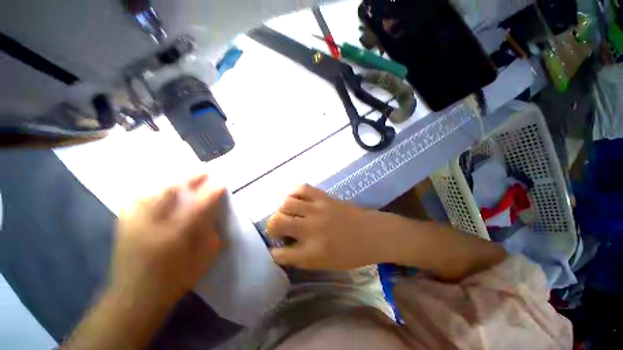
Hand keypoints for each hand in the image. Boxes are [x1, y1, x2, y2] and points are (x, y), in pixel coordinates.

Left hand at [110, 173, 225, 305]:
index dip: (211, 192)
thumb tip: (213, 217)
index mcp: (174, 236)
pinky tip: (156, 187)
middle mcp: (151, 225)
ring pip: (152, 191)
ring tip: (184, 175)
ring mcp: (134, 223)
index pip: (197, 206)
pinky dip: (148, 189)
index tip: (221, 183)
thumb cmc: (172, 282)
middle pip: (170, 192)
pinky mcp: (124, 225)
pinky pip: (134, 199)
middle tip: (204, 170)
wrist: (133, 298)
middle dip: (190, 177)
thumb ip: (211, 237)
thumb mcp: (201, 262)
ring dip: (171, 180)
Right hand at [266, 184, 390, 270]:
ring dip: (282, 210)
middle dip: (272, 227)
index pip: (280, 254)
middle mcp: (310, 229)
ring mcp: (317, 209)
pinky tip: (297, 200)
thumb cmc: (350, 253)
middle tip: (280, 229)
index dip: (275, 252)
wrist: (372, 233)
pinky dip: (294, 194)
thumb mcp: (324, 264)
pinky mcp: (323, 196)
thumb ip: (300, 257)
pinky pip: (301, 188)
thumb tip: (283, 249)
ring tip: (289, 214)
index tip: (277, 249)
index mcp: (311, 252)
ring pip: (286, 203)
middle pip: (277, 222)